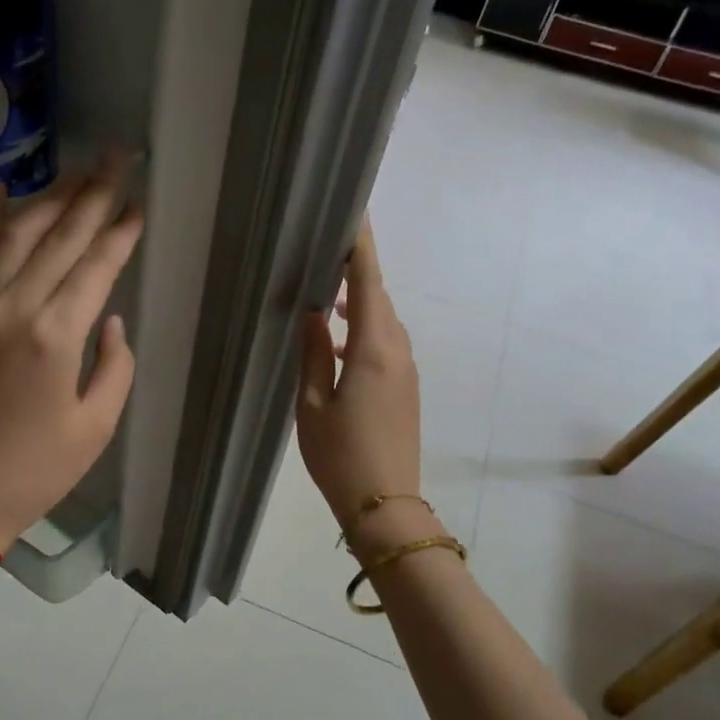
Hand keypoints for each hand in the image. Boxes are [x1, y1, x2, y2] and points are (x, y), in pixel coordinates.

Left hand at [0, 155, 143, 545]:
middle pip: (60, 236)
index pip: (96, 265)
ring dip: (49, 198)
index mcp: (55, 335)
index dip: (120, 231)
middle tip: (117, 155)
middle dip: (92, 193)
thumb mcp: (95, 426)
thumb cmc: (35, 470)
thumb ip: (114, 366)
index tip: (139, 201)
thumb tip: (110, 320)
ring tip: (77, 170)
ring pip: (17, 234)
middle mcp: (14, 306)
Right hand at [295, 218, 422, 534]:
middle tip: (325, 254)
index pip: (369, 284)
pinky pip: (387, 344)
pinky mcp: (406, 389)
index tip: (353, 215)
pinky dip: (365, 331)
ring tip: (325, 300)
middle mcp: (398, 352)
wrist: (384, 504)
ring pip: (384, 322)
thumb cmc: (340, 455)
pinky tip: (338, 344)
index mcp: (373, 350)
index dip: (361, 249)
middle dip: (357, 274)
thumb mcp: (312, 404)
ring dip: (360, 305)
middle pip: (380, 299)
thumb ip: (312, 353)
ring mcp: (407, 371)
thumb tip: (314, 314)